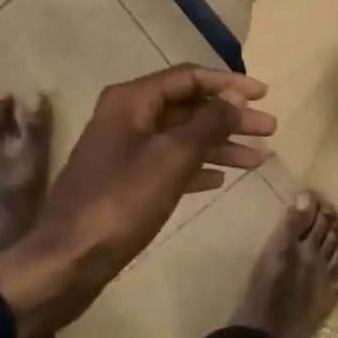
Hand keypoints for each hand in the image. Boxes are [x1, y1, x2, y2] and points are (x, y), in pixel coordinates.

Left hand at [0, 65, 273, 337]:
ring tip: (258, 158)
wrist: (68, 260)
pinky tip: (222, 178)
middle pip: (189, 107)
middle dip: (230, 117)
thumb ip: (208, 123)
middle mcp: (127, 117)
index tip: (264, 95)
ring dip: (220, 144)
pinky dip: (198, 166)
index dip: (229, 83)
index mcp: (132, 100)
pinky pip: (171, 163)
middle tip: (269, 129)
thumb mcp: (172, 157)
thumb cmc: (122, 201)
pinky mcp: (127, 181)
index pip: (189, 77)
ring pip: (183, 137)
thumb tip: (235, 97)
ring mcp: (126, 150)